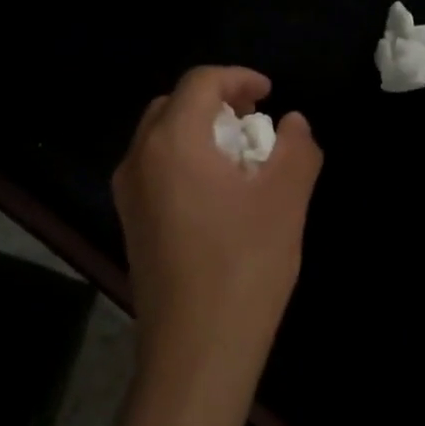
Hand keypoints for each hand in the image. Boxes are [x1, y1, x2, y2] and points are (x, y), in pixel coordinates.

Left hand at [112, 66, 322, 387]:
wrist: (196, 348)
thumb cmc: (244, 266)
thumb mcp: (286, 199)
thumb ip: (297, 148)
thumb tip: (293, 123)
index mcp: (172, 142)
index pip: (200, 82)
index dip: (239, 77)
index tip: (271, 95)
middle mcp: (138, 159)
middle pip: (173, 105)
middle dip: (216, 102)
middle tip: (255, 121)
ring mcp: (128, 194)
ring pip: (161, 138)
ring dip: (200, 131)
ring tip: (241, 157)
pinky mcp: (131, 223)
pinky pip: (155, 170)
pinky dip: (186, 160)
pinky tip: (219, 194)